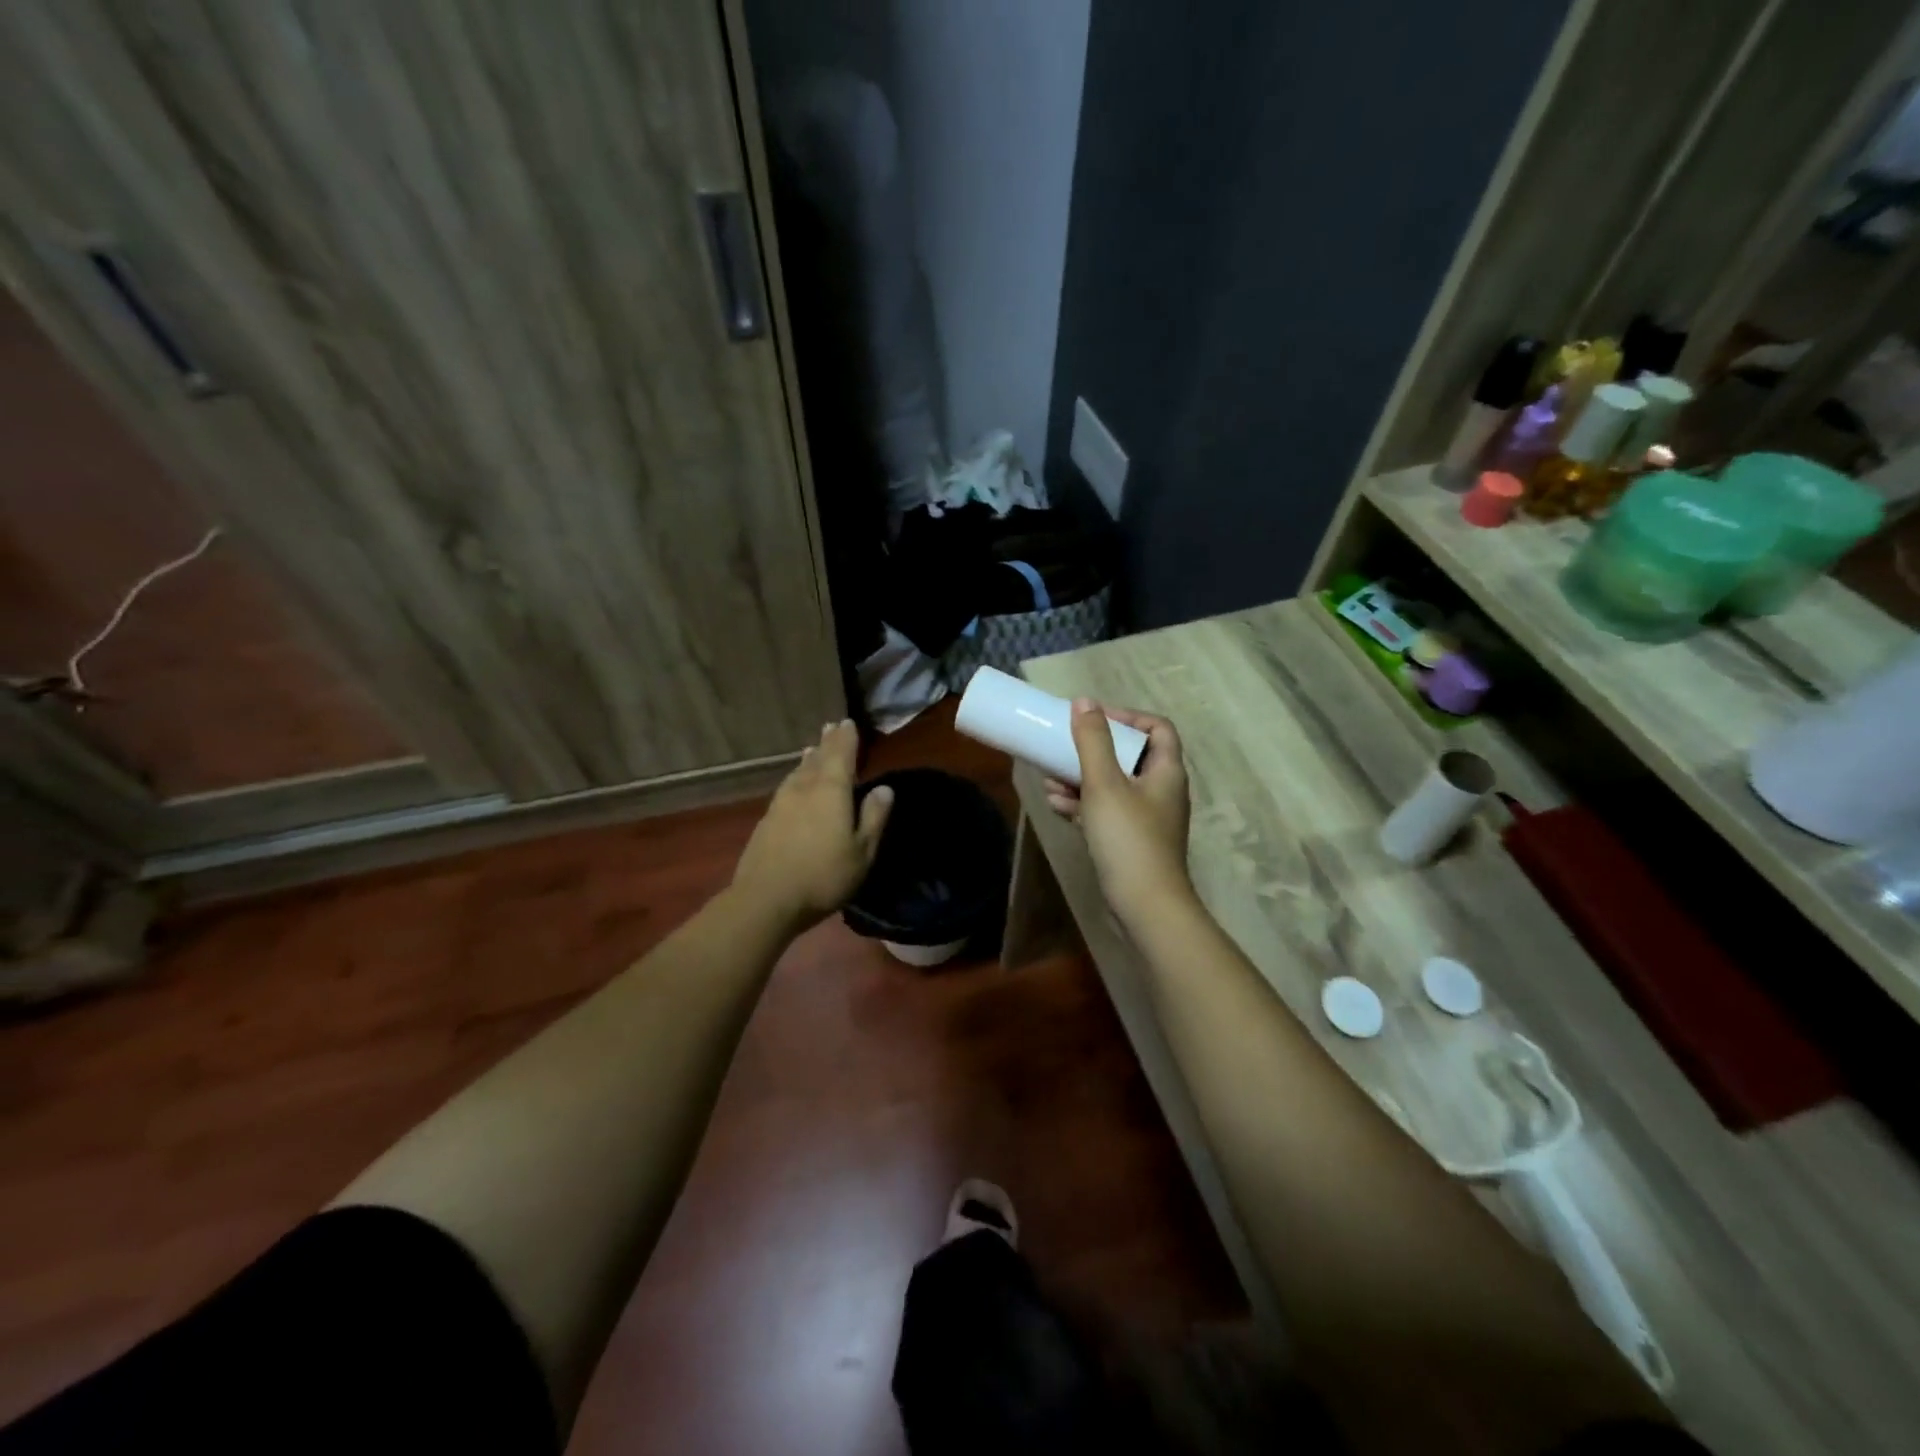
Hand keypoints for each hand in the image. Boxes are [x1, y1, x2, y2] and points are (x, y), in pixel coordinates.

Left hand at [732, 721, 893, 931]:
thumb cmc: (824, 875)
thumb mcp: (862, 851)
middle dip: (826, 743)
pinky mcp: (767, 820)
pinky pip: (787, 787)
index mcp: (831, 791)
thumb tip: (884, 788)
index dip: (846, 738)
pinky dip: (796, 777)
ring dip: (809, 759)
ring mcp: (781, 803)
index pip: (841, 755)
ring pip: (799, 772)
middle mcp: (805, 788)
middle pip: (817, 758)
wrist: (766, 899)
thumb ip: (874, 817)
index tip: (848, 722)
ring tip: (813, 750)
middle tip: (830, 727)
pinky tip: (795, 784)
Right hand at [1048, 701, 1193, 917]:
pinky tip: (1056, 805)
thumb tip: (1084, 702)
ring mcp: (1146, 818)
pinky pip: (1105, 811)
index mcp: (1166, 771)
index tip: (1093, 718)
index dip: (1127, 716)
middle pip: (1129, 756)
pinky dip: (1083, 804)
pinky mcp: (1129, 841)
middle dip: (1092, 749)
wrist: (1144, 906)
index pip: (1157, 728)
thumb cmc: (1128, 838)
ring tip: (1049, 778)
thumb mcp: (1104, 784)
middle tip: (1063, 746)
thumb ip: (1093, 741)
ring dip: (1080, 778)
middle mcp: (1160, 790)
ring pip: (1112, 785)